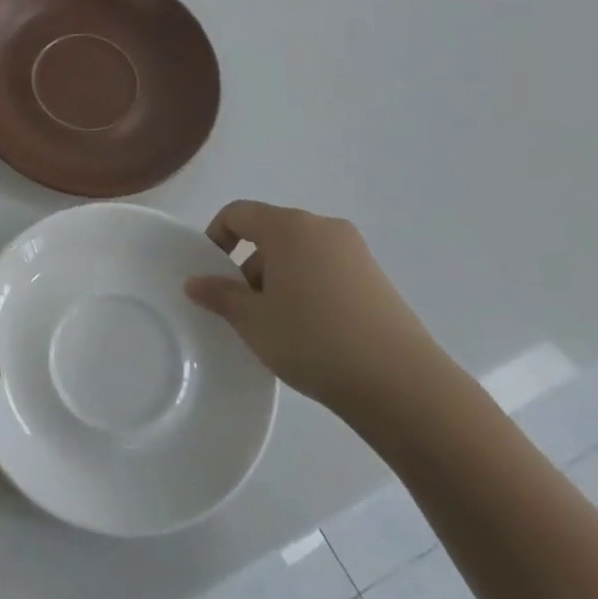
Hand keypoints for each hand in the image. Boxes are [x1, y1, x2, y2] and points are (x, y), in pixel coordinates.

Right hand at [183, 200, 448, 411]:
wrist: (401, 385)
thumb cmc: (312, 339)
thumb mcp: (252, 319)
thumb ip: (219, 294)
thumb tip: (196, 282)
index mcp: (291, 227)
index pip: (239, 213)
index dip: (216, 237)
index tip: (211, 275)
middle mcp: (325, 229)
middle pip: (270, 233)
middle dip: (248, 265)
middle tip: (242, 308)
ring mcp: (356, 254)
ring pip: (299, 255)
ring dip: (277, 281)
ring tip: (276, 326)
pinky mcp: (376, 281)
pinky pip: (325, 272)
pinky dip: (306, 290)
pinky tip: (308, 332)